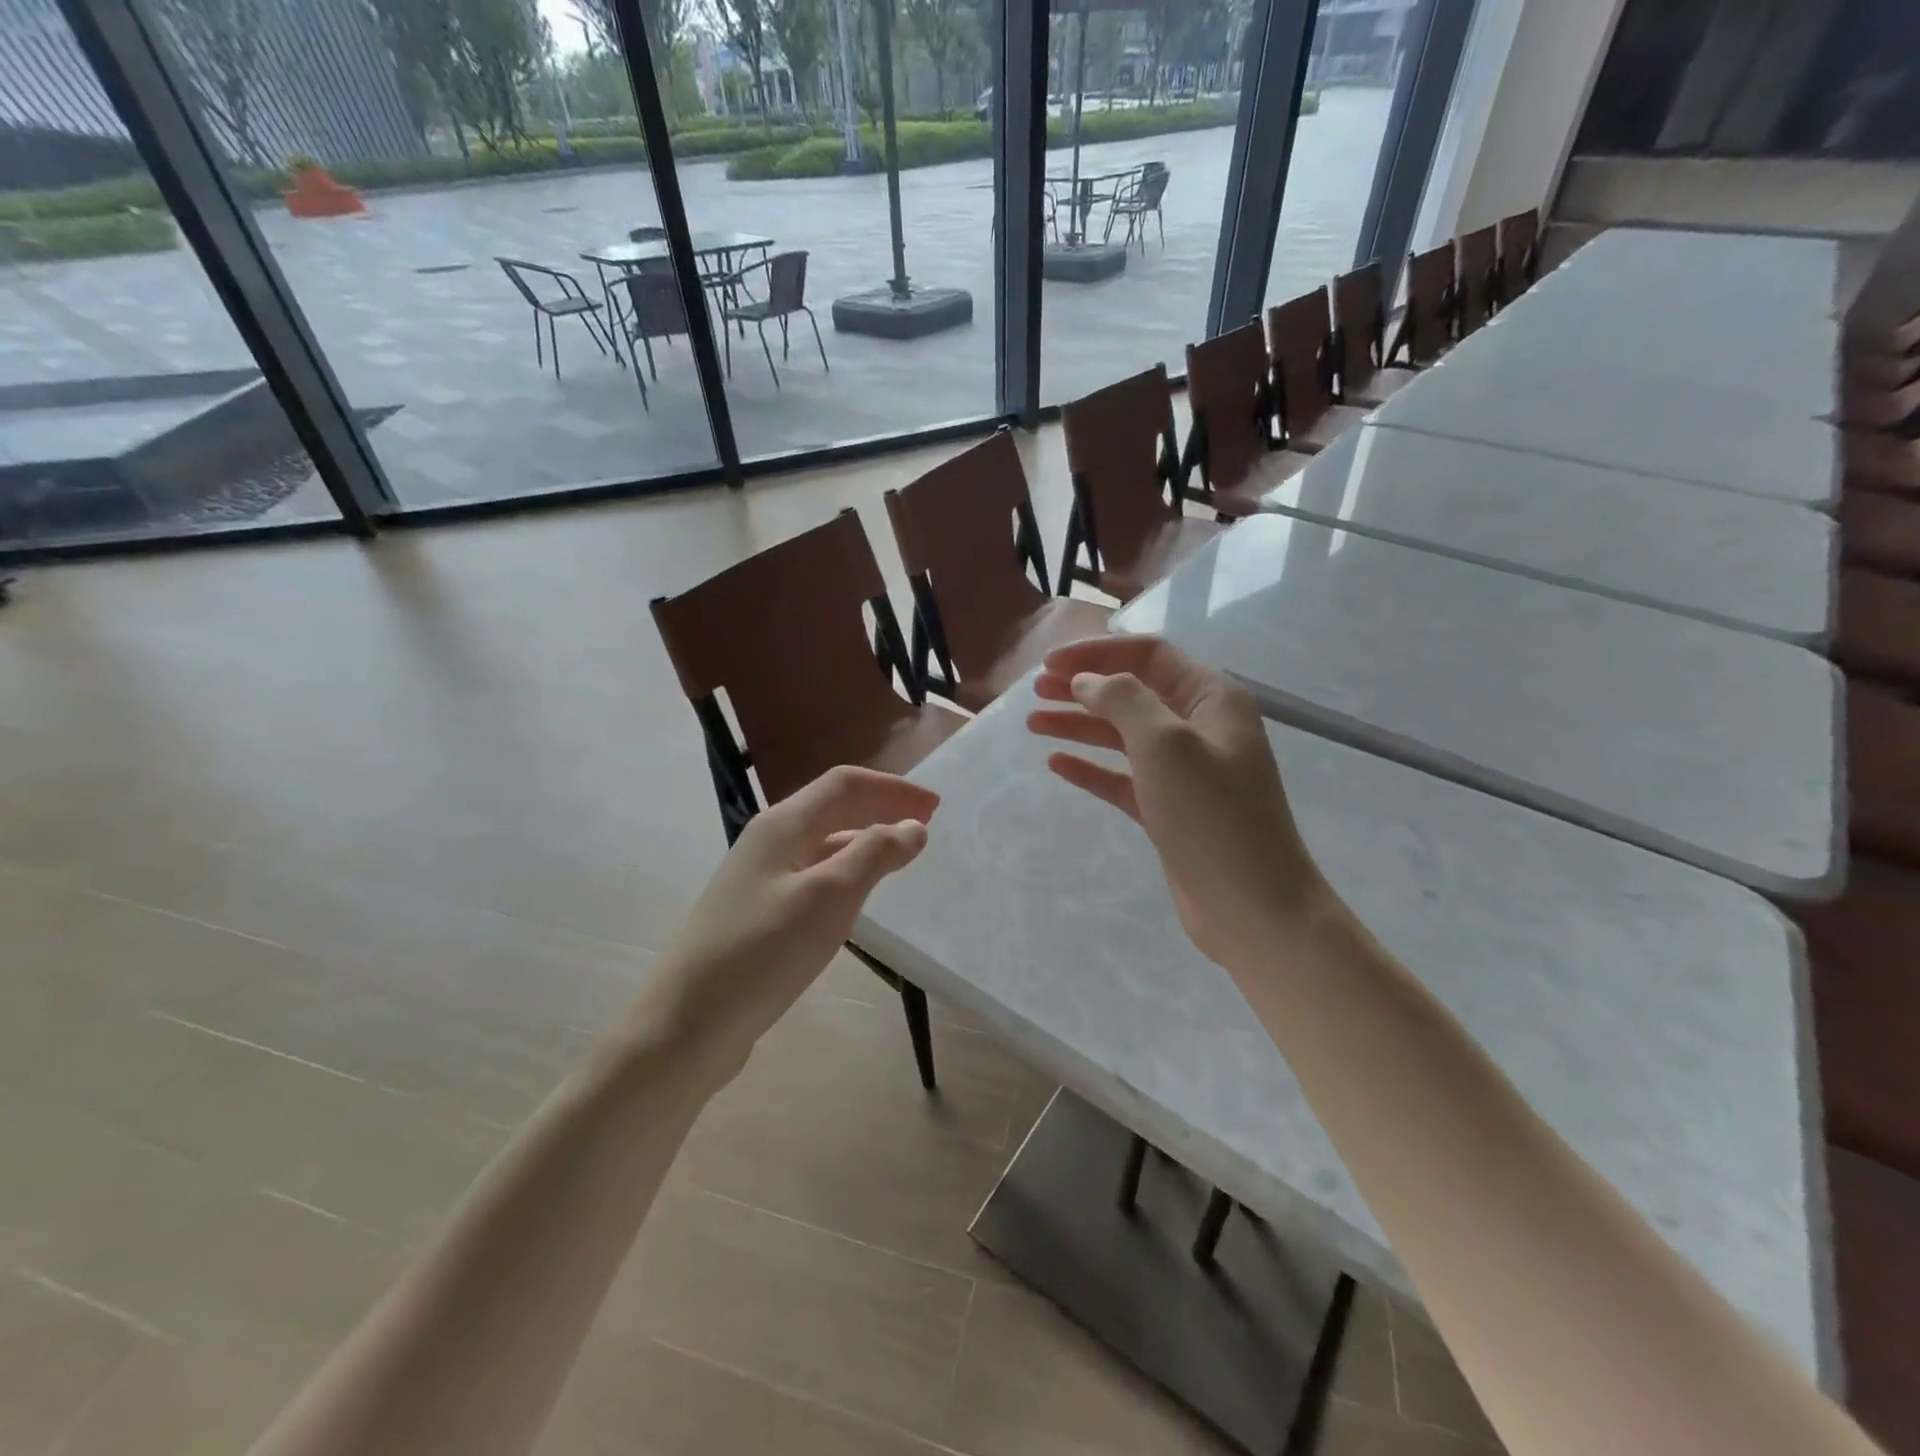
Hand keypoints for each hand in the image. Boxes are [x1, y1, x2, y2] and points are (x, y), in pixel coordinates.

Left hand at [646, 766, 937, 1074]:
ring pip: (822, 842)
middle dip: (881, 807)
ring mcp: (759, 877)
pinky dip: (845, 871)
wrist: (687, 1023)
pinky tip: (857, 895)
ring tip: (900, 856)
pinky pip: (812, 874)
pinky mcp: (758, 911)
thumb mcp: (828, 898)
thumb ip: (874, 854)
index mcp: (782, 825)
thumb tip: (913, 826)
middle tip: (926, 824)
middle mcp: (769, 841)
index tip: (936, 805)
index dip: (893, 788)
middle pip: (832, 807)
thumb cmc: (762, 952)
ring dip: (865, 839)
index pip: (845, 784)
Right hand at [1027, 635, 1328, 969]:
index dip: (1097, 652)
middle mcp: (1199, 727)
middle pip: (1133, 691)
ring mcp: (1185, 771)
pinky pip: (1123, 777)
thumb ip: (1123, 700)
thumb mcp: (1166, 745)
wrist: (1252, 908)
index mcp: (1211, 699)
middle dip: (1084, 686)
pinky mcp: (1169, 809)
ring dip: (1080, 724)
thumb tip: (1087, 681)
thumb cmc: (1212, 817)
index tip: (1049, 664)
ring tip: (1034, 723)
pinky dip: (1091, 768)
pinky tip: (1057, 764)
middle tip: (1037, 691)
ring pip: (1123, 735)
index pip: (1149, 655)